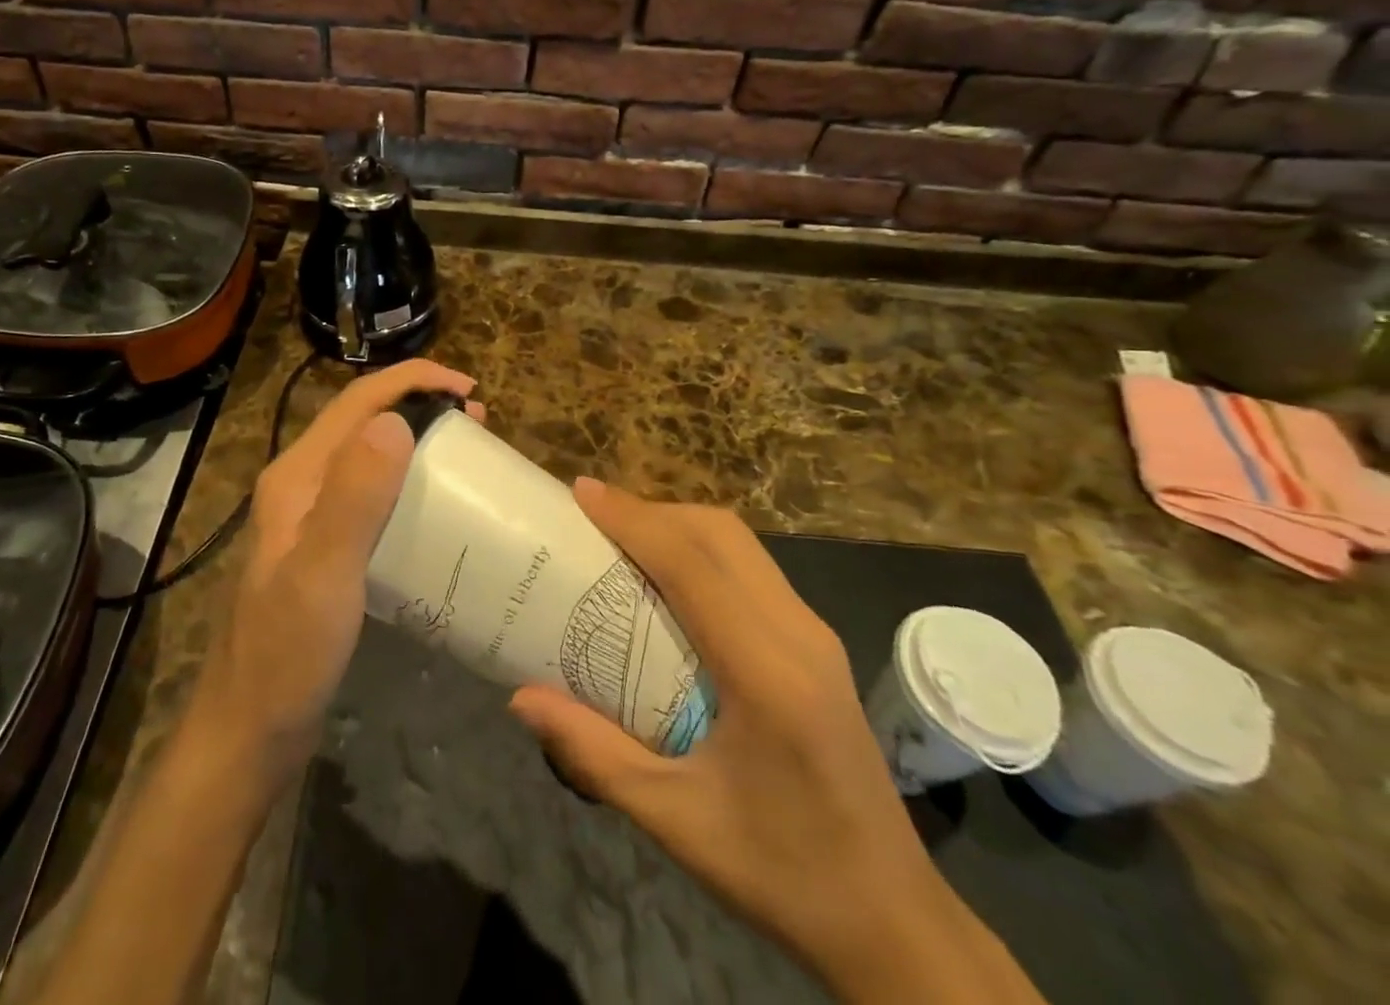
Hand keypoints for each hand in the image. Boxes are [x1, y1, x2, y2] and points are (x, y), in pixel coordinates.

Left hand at [192, 359, 479, 785]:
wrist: (248, 733)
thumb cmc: (286, 655)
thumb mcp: (324, 573)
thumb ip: (354, 496)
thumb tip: (395, 419)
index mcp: (297, 476)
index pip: (356, 402)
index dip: (412, 381)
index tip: (469, 390)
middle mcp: (301, 485)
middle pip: (363, 422)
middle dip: (420, 405)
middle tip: (478, 423)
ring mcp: (310, 518)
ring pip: (368, 456)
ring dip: (416, 441)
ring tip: (466, 455)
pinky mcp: (325, 548)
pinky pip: (372, 495)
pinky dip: (408, 482)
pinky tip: (435, 508)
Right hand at [508, 480, 1042, 1004]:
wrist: (895, 922)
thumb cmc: (783, 873)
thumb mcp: (675, 819)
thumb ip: (594, 752)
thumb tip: (520, 697)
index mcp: (766, 672)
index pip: (691, 565)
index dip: (633, 519)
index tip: (581, 492)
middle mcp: (798, 635)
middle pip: (721, 534)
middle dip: (654, 511)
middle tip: (595, 517)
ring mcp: (815, 636)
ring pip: (741, 545)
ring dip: (680, 526)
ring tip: (625, 537)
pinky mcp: (818, 646)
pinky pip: (754, 569)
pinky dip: (704, 551)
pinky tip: (672, 579)